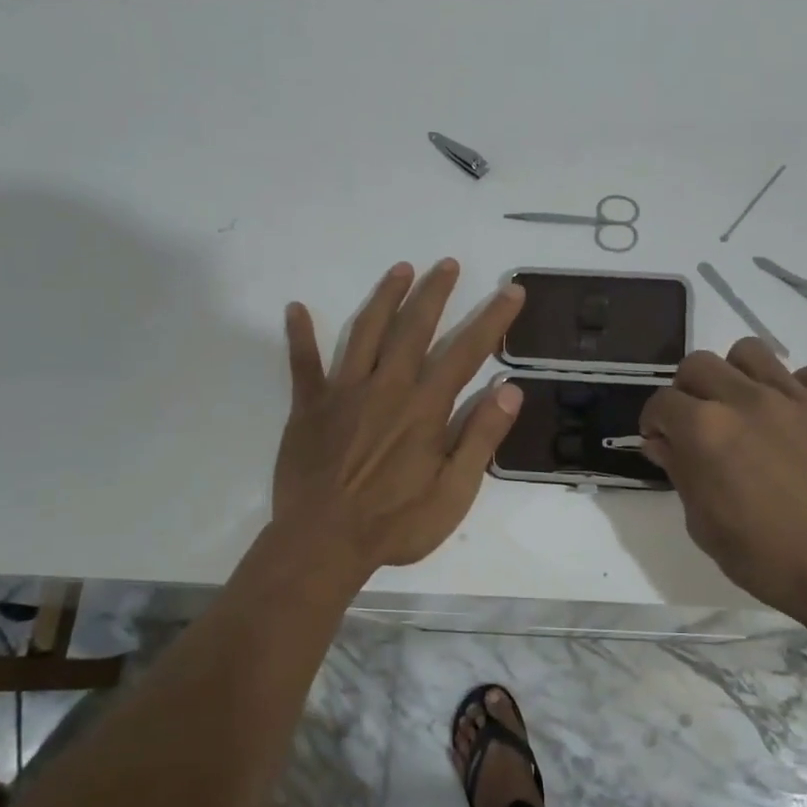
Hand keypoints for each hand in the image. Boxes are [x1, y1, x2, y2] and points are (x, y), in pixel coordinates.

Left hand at [273, 260, 525, 570]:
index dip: (492, 319)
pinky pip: (302, 364)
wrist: (323, 543)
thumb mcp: (454, 492)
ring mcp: (343, 393)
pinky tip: (296, 308)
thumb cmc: (395, 523)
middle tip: (447, 264)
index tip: (510, 290)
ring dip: (384, 298)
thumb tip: (510, 391)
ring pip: (365, 332)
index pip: (466, 351)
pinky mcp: (308, 407)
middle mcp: (387, 387)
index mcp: (424, 408)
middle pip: (413, 328)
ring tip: (400, 269)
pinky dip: (300, 336)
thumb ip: (481, 438)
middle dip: (434, 293)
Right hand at [639, 339, 806, 635]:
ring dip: (736, 375)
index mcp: (705, 429)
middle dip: (687, 389)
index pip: (661, 402)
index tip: (660, 442)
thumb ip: (680, 473)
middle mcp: (746, 400)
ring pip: (751, 352)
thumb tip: (662, 443)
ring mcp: (796, 399)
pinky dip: (795, 389)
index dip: (654, 422)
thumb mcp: (704, 525)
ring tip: (744, 407)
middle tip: (697, 422)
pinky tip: (795, 419)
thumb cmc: (766, 558)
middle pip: (699, 364)